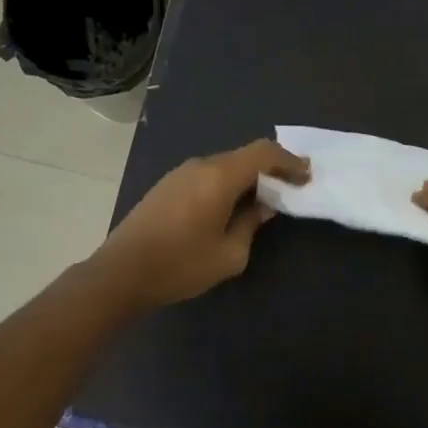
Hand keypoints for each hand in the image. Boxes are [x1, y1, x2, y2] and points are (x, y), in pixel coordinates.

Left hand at [93, 139, 308, 309]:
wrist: (120, 274)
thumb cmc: (180, 265)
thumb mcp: (229, 254)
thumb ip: (252, 224)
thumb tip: (264, 207)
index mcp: (219, 177)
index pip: (263, 153)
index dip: (290, 161)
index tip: (307, 176)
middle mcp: (200, 166)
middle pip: (244, 156)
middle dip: (271, 169)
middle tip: (291, 188)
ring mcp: (180, 174)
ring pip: (224, 166)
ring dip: (248, 178)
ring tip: (264, 200)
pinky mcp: (166, 186)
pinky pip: (207, 176)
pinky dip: (228, 184)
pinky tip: (232, 207)